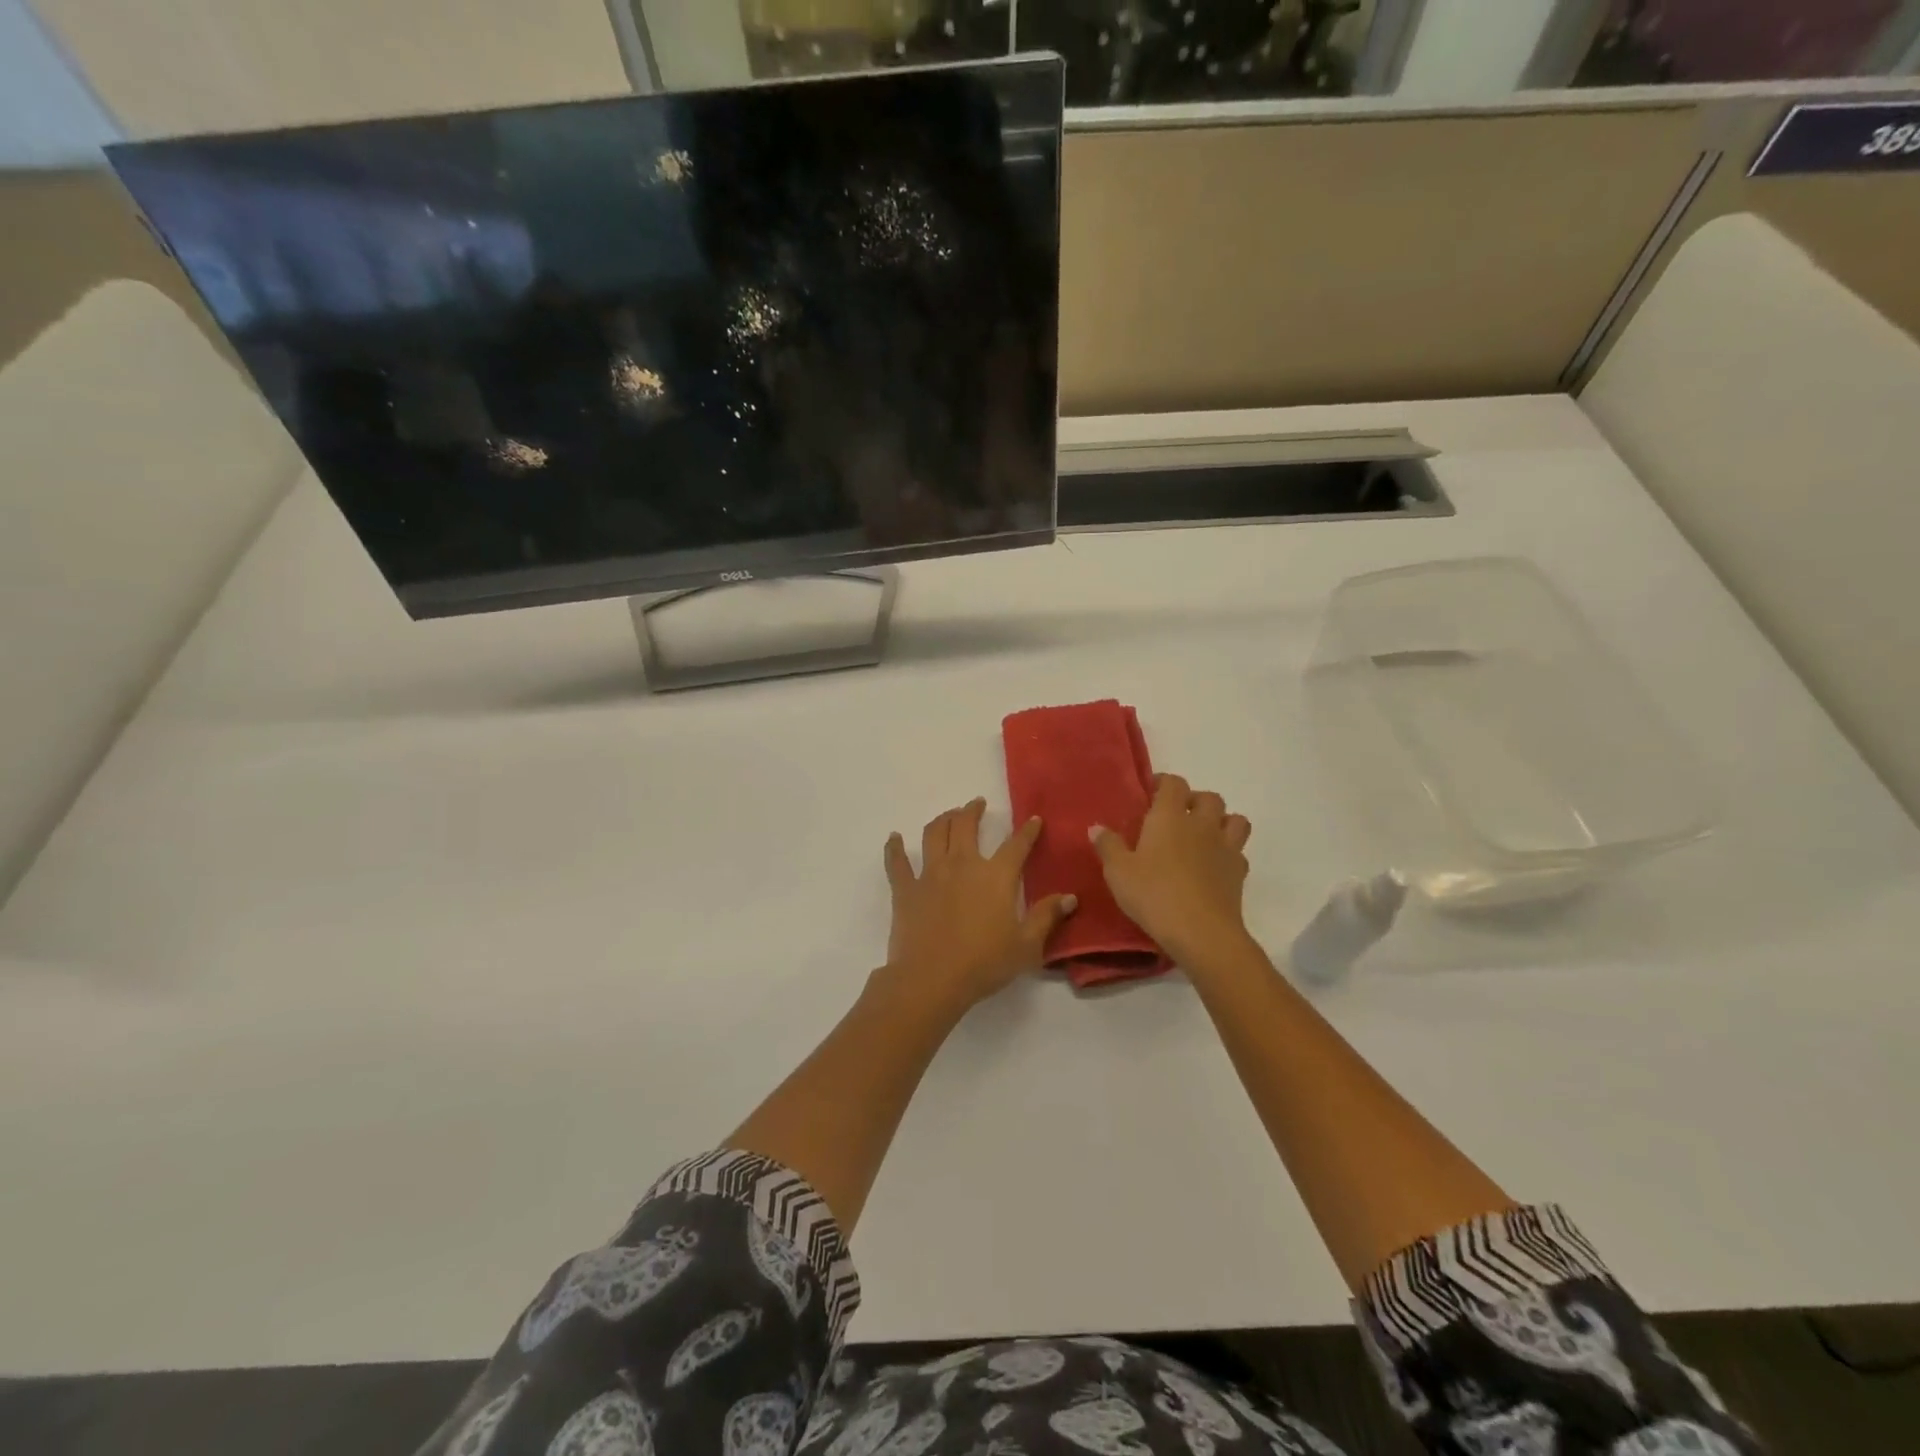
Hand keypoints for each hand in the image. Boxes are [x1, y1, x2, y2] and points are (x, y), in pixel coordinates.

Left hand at [881, 798, 1076, 1016]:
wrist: (932, 979)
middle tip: (977, 804)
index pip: (1016, 845)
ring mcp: (930, 874)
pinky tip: (894, 838)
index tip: (1033, 819)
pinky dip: (894, 848)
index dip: (1028, 831)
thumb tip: (1070, 897)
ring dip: (943, 819)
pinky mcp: (905, 889)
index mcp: (996, 876)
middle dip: (973, 810)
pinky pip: (897, 862)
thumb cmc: (984, 964)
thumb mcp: (1026, 946)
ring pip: (935, 834)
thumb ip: (1046, 917)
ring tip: (948, 815)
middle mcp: (963, 864)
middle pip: (966, 825)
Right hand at [1091, 774, 1252, 967]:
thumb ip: (1108, 846)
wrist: (1201, 932)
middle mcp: (1201, 824)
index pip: (1173, 783)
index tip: (1150, 792)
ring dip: (1221, 821)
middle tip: (1178, 815)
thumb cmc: (1153, 894)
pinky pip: (1239, 851)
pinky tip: (1214, 866)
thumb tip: (1097, 827)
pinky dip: (1229, 852)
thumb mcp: (1118, 872)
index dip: (1163, 782)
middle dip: (1194, 800)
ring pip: (1234, 819)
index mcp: (1170, 817)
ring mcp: (1226, 847)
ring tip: (1203, 835)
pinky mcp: (1239, 873)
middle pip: (1209, 797)